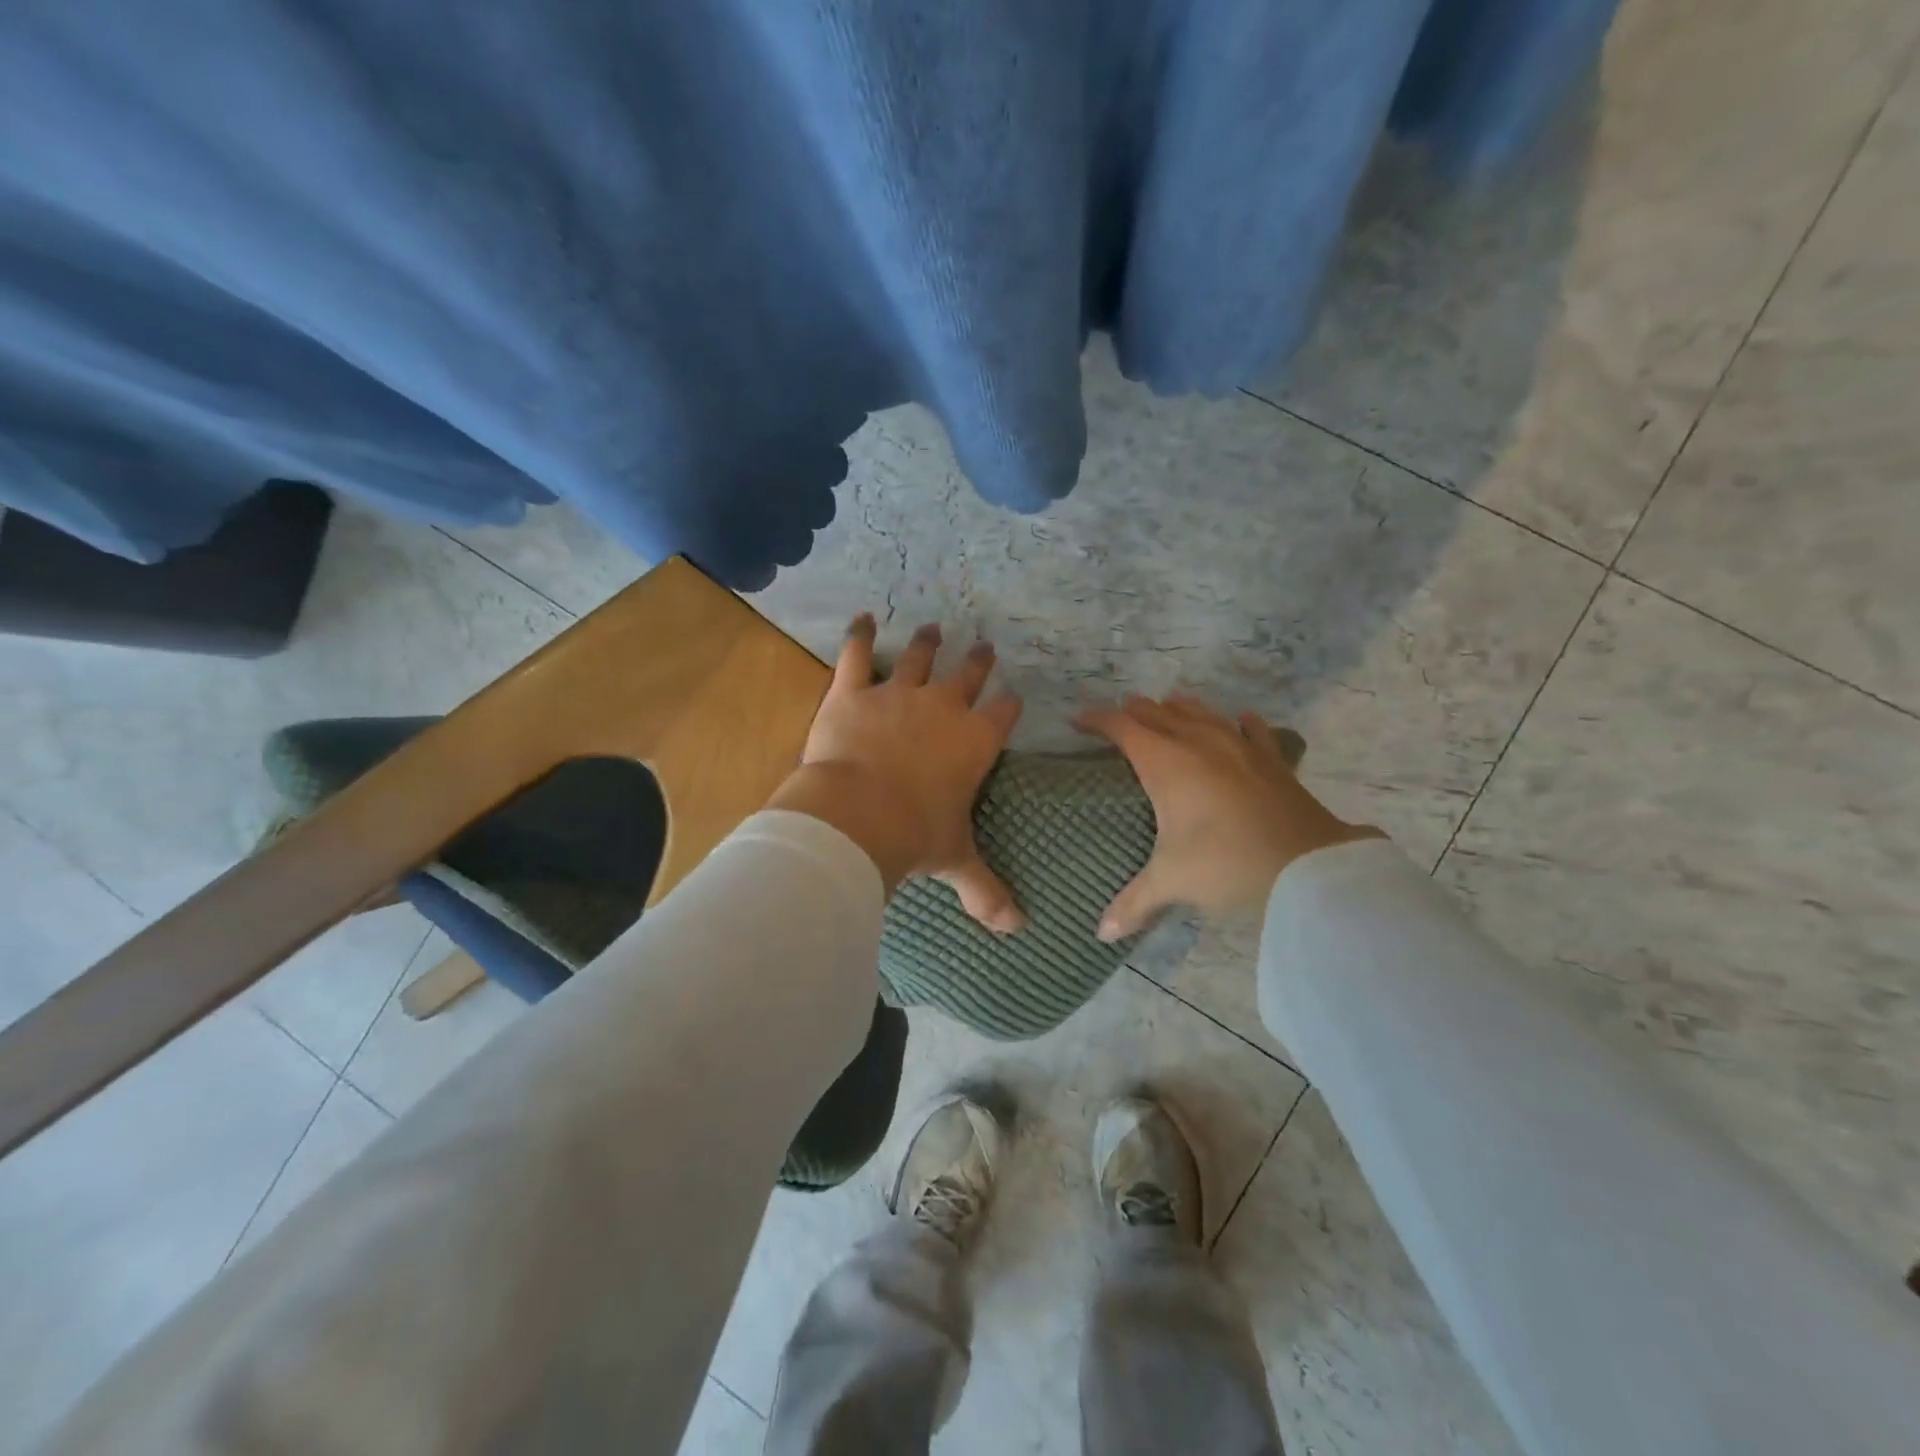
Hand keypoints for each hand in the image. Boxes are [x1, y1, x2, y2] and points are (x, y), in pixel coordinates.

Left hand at [768, 615, 1026, 931]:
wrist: (859, 814)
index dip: (1009, 705)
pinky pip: (859, 654)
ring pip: (920, 657)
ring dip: (928, 643)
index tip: (1012, 697)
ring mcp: (898, 694)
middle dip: (978, 661)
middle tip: (985, 647)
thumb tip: (1017, 930)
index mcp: (975, 742)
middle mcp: (944, 708)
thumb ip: (986, 891)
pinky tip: (863, 618)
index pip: (1003, 714)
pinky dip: (860, 635)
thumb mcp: (955, 860)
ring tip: (934, 629)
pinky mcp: (854, 691)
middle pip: (968, 675)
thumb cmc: (915, 835)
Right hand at [1076, 694, 1382, 940]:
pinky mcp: (1272, 759)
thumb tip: (1101, 934)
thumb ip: (1134, 903)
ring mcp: (1239, 746)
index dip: (1097, 720)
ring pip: (1201, 712)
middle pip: (1159, 713)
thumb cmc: (1226, 863)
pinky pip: (1251, 729)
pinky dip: (1237, 722)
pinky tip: (1240, 720)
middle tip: (1118, 718)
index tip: (1078, 720)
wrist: (1308, 867)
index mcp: (1166, 762)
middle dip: (1134, 712)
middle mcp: (1199, 743)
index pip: (1123, 727)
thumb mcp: (1173, 881)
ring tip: (1167, 707)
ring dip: (1178, 708)